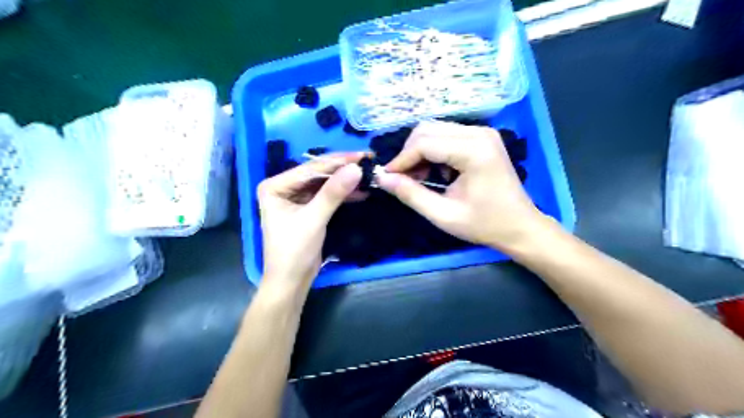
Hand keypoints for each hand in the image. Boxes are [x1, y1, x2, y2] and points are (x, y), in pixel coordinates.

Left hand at [259, 152, 363, 289]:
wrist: (291, 281)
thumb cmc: (294, 250)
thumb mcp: (314, 219)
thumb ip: (334, 193)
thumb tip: (356, 168)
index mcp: (275, 186)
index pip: (311, 168)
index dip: (338, 161)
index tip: (363, 155)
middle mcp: (283, 187)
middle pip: (318, 174)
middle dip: (343, 170)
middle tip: (369, 162)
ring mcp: (295, 198)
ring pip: (324, 184)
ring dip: (345, 182)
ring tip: (368, 176)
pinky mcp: (307, 208)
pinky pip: (326, 196)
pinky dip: (342, 195)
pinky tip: (361, 192)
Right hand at [379, 119, 544, 252]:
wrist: (520, 227)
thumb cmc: (485, 225)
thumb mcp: (443, 215)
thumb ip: (411, 194)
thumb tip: (382, 178)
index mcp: (474, 151)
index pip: (424, 144)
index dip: (400, 160)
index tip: (386, 178)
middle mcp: (479, 133)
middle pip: (427, 130)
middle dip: (409, 154)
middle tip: (402, 179)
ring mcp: (482, 133)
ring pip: (435, 130)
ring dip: (420, 152)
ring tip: (418, 179)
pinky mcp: (482, 138)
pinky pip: (446, 135)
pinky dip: (433, 152)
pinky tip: (435, 173)